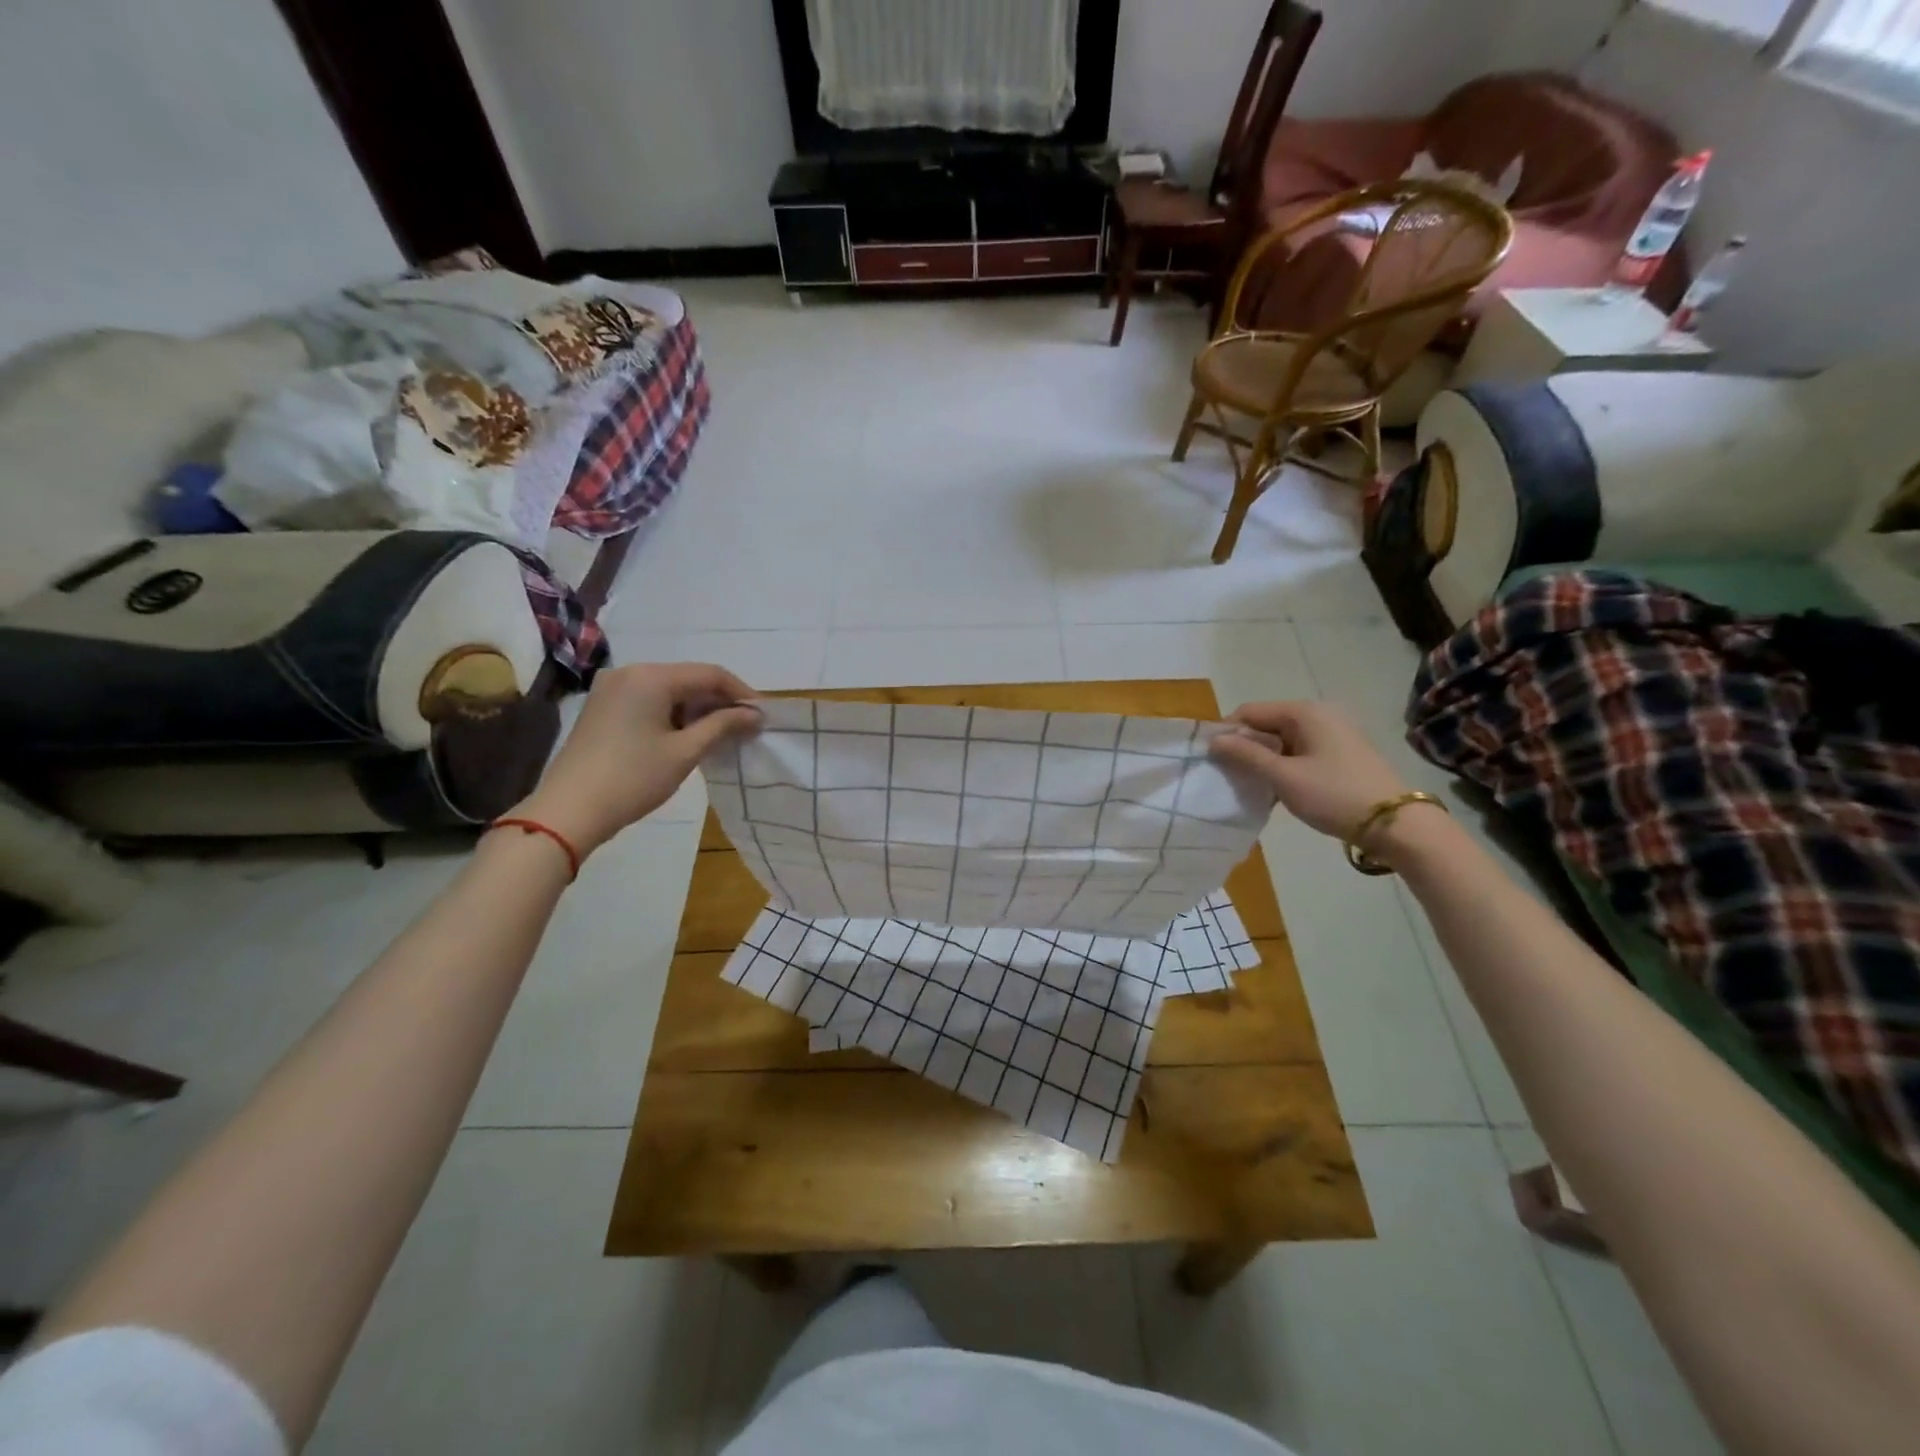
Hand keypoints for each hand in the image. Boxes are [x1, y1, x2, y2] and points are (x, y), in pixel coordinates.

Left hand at [511, 662, 760, 855]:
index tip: (763, 716)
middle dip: (720, 702)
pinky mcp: (604, 708)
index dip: (741, 693)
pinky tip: (690, 737)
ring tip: (723, 736)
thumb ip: (723, 726)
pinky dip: (674, 715)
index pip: (710, 674)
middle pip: (689, 679)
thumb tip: (756, 714)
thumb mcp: (685, 752)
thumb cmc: (633, 778)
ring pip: (670, 691)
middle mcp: (630, 672)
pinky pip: (650, 701)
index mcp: (651, 676)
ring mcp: (612, 689)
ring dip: (698, 710)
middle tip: (746, 728)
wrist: (569, 810)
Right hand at [1210, 700, 1409, 841]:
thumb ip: (1246, 755)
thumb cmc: (1334, 795)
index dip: (1228, 732)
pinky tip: (1278, 789)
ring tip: (1253, 786)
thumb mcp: (1283, 777)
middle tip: (1230, 776)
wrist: (1396, 824)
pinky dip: (1285, 765)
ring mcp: (1334, 733)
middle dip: (1246, 747)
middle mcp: (1320, 714)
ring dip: (1265, 759)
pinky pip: (1301, 751)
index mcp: (1304, 712)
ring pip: (1283, 740)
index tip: (1212, 759)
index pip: (1250, 711)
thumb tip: (1214, 740)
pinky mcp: (1343, 753)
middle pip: (1267, 724)